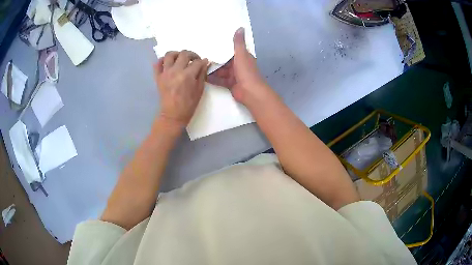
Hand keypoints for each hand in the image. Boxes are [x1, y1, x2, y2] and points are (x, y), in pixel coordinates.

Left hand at [154, 50, 208, 126]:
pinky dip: (162, 60)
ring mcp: (165, 73)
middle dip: (192, 54)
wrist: (173, 114)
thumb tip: (205, 62)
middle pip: (184, 54)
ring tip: (180, 58)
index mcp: (187, 75)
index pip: (197, 62)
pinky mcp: (158, 77)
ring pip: (169, 55)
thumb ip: (202, 74)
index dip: (202, 61)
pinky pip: (157, 64)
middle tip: (194, 60)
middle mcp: (175, 71)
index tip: (204, 63)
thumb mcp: (200, 90)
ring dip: (177, 54)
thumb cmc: (188, 104)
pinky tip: (168, 63)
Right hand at [207, 28, 269, 105]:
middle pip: (224, 60)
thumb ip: (238, 42)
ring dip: (212, 69)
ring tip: (199, 65)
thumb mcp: (241, 54)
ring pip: (221, 70)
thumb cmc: (246, 71)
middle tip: (201, 55)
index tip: (211, 43)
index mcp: (243, 57)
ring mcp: (234, 75)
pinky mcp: (230, 84)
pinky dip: (212, 78)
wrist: (250, 92)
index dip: (222, 47)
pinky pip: (219, 79)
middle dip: (215, 59)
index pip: (231, 50)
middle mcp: (238, 65)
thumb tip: (240, 27)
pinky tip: (203, 76)